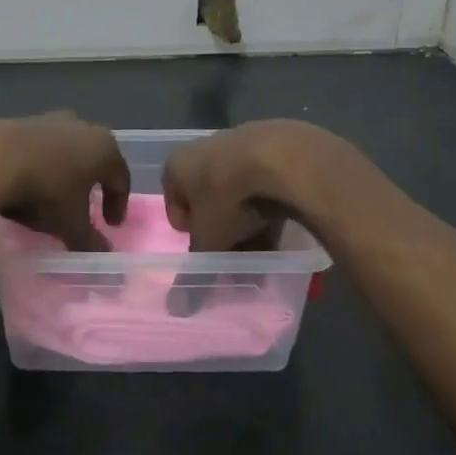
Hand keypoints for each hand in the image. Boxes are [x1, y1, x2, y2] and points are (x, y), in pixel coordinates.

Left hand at [0, 113, 129, 251]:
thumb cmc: (45, 192)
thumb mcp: (71, 225)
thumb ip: (91, 241)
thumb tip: (103, 254)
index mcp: (104, 148)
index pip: (121, 178)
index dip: (118, 204)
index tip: (110, 225)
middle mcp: (82, 127)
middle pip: (94, 158)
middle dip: (92, 183)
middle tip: (86, 205)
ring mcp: (50, 120)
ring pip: (66, 150)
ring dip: (64, 171)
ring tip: (54, 194)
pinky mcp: (21, 121)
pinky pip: (39, 146)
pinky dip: (40, 163)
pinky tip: (28, 181)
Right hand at [162, 120, 353, 251]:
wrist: (282, 158)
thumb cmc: (228, 197)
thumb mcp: (209, 240)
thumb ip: (195, 270)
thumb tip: (177, 308)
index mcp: (176, 165)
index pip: (173, 203)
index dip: (188, 230)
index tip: (205, 247)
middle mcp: (201, 150)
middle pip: (207, 200)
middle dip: (221, 231)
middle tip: (235, 256)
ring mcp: (237, 146)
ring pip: (236, 194)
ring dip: (245, 223)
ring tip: (262, 250)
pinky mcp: (270, 149)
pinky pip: (261, 185)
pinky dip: (267, 207)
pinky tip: (280, 229)